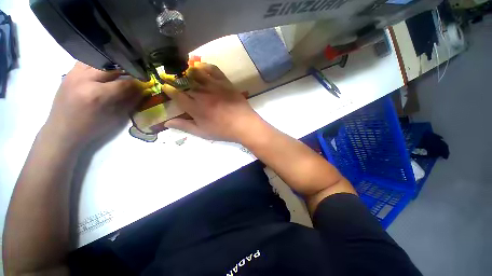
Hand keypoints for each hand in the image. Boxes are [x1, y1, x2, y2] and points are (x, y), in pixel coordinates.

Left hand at [44, 62, 142, 147]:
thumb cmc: (84, 132)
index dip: (135, 83)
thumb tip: (141, 91)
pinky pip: (87, 59)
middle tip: (131, 73)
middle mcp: (85, 79)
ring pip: (100, 58)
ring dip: (111, 63)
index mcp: (95, 96)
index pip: (122, 83)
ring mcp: (75, 73)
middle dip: (125, 69)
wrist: (60, 133)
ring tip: (115, 68)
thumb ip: (125, 104)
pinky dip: (96, 61)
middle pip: (112, 66)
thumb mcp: (107, 122)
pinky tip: (99, 67)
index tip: (143, 82)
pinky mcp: (70, 71)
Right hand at [163, 63, 261, 142]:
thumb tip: (166, 123)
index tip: (164, 85)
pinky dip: (206, 66)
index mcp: (195, 108)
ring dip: (189, 70)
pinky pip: (214, 70)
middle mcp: (202, 94)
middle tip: (170, 75)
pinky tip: (201, 65)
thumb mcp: (201, 132)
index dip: (169, 90)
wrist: (244, 124)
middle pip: (186, 83)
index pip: (178, 96)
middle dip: (176, 79)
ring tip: (183, 69)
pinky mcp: (224, 82)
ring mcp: (214, 86)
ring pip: (198, 74)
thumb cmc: (221, 131)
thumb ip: (183, 126)